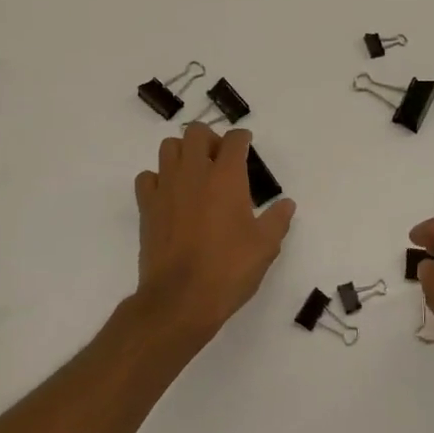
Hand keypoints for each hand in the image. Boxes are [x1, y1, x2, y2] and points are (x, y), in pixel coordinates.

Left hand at [133, 124, 296, 352]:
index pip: (234, 141)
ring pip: (169, 148)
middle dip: (211, 139)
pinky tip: (170, 194)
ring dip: (183, 152)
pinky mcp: (147, 206)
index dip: (242, 139)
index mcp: (227, 177)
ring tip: (195, 172)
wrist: (181, 298)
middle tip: (221, 159)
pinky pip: (147, 177)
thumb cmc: (229, 269)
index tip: (246, 145)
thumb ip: (277, 220)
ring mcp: (166, 187)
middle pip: (197, 133)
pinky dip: (158, 178)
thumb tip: (286, 204)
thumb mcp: (265, 246)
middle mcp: (194, 173)